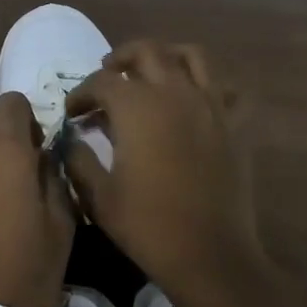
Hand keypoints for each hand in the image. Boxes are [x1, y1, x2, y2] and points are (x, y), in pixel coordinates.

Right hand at [64, 40, 268, 301]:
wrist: (209, 255)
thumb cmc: (147, 226)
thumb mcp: (98, 196)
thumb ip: (79, 159)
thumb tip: (71, 139)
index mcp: (137, 108)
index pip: (101, 82)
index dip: (81, 93)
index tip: (72, 112)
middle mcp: (175, 93)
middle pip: (146, 52)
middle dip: (120, 59)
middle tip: (107, 76)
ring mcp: (211, 105)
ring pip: (192, 56)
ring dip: (167, 55)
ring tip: (152, 72)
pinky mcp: (235, 125)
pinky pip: (229, 89)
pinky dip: (212, 85)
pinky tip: (198, 98)